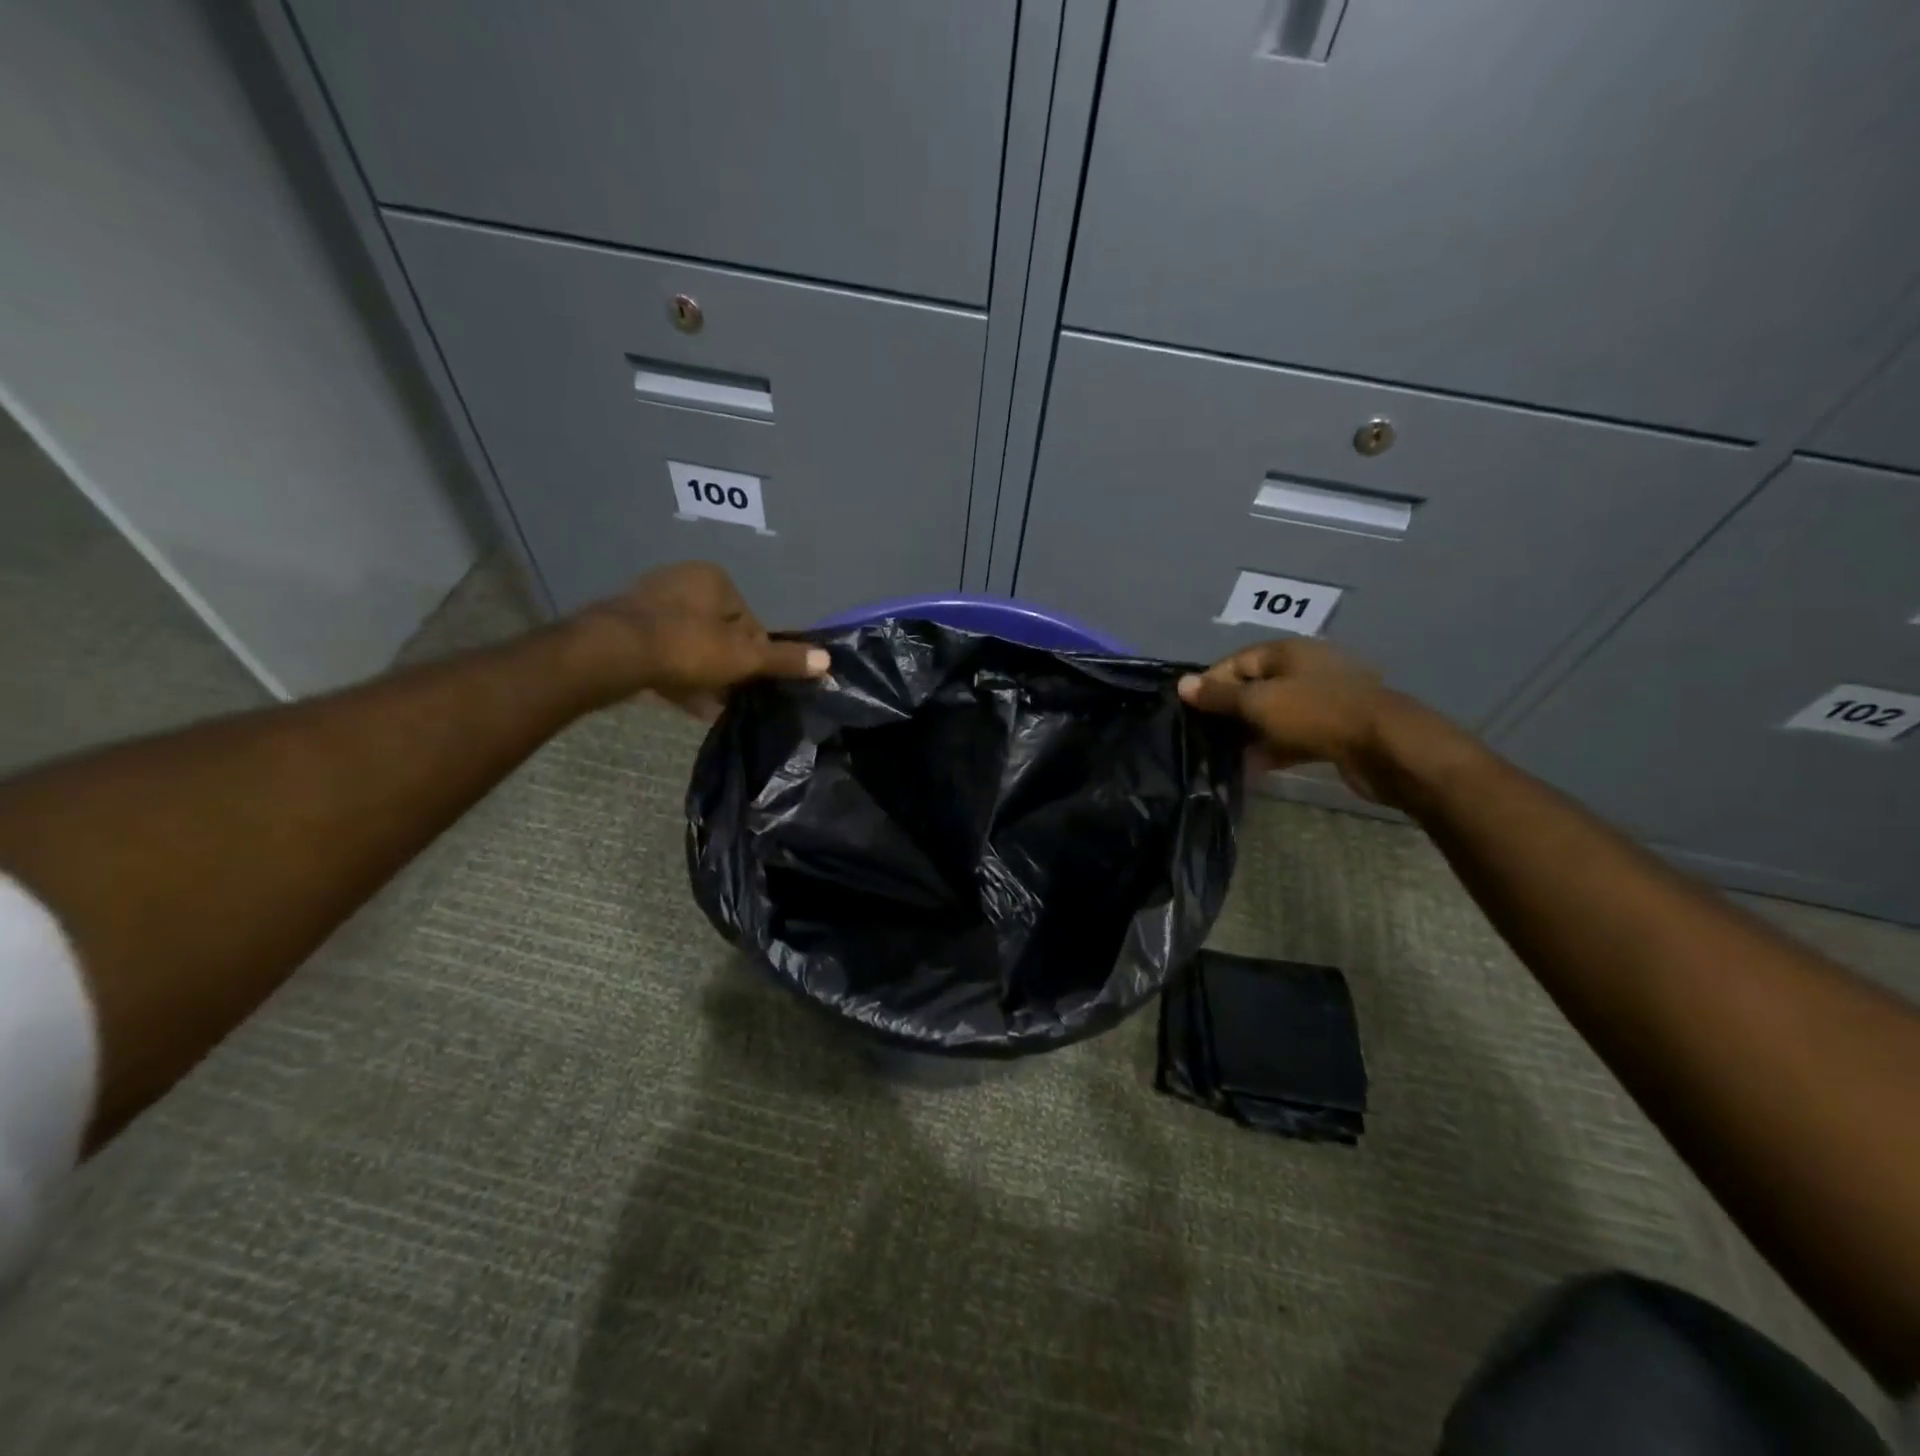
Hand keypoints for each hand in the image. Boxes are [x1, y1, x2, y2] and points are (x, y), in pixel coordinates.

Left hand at [569, 561, 827, 716]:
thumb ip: (785, 660)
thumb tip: (828, 661)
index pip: (749, 621)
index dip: (755, 654)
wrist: (613, 654)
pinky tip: (688, 703)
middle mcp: (681, 581)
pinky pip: (664, 653)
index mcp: (714, 579)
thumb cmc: (688, 646)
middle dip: (728, 666)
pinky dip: (678, 675)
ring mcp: (649, 603)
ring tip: (711, 706)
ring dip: (704, 675)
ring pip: (690, 644)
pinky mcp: (626, 627)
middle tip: (732, 695)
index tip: (752, 680)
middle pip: (719, 632)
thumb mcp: (745, 657)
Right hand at [1177, 639, 1424, 801]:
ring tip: (1223, 754)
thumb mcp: (1259, 702)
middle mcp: (1305, 669)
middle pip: (1255, 687)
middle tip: (1204, 734)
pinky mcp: (1333, 729)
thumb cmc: (1315, 713)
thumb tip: (1182, 684)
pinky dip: (1273, 747)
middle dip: (1229, 710)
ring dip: (1250, 732)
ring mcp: (1322, 700)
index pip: (1236, 661)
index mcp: (1288, 652)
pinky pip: (1293, 735)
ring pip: (1274, 714)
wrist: (1384, 747)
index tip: (1190, 710)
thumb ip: (1219, 696)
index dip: (1210, 683)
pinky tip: (1253, 767)